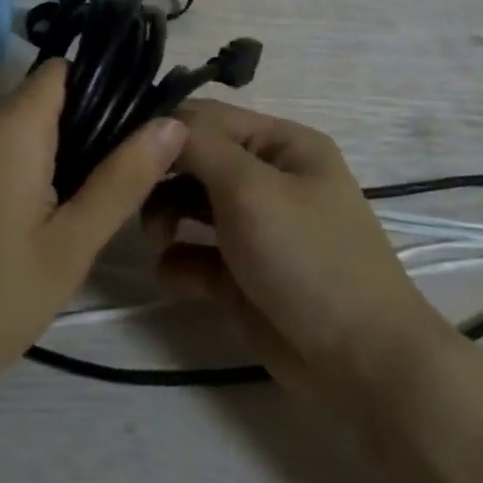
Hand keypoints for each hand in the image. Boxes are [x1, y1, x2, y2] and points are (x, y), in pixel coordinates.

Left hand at [0, 60, 187, 409]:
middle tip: (112, 188)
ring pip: (17, 127)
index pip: (65, 70)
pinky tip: (29, 223)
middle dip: (82, 131)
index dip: (104, 92)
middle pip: (43, 99)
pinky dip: (18, 169)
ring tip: (76, 212)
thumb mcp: (70, 246)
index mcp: (10, 124)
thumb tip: (171, 124)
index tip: (133, 135)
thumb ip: (123, 179)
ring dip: (51, 155)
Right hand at [146, 101, 448, 401]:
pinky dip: (179, 262)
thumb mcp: (252, 189)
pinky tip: (178, 277)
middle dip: (162, 176)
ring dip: (164, 216)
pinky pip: (195, 255)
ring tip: (158, 239)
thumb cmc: (308, 257)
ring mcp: (254, 228)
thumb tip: (157, 121)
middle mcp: (267, 178)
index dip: (164, 129)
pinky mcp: (240, 276)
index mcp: (281, 144)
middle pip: (195, 160)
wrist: (362, 365)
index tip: (120, 148)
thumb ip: (200, 147)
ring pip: (189, 205)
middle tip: (135, 200)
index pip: (208, 118)